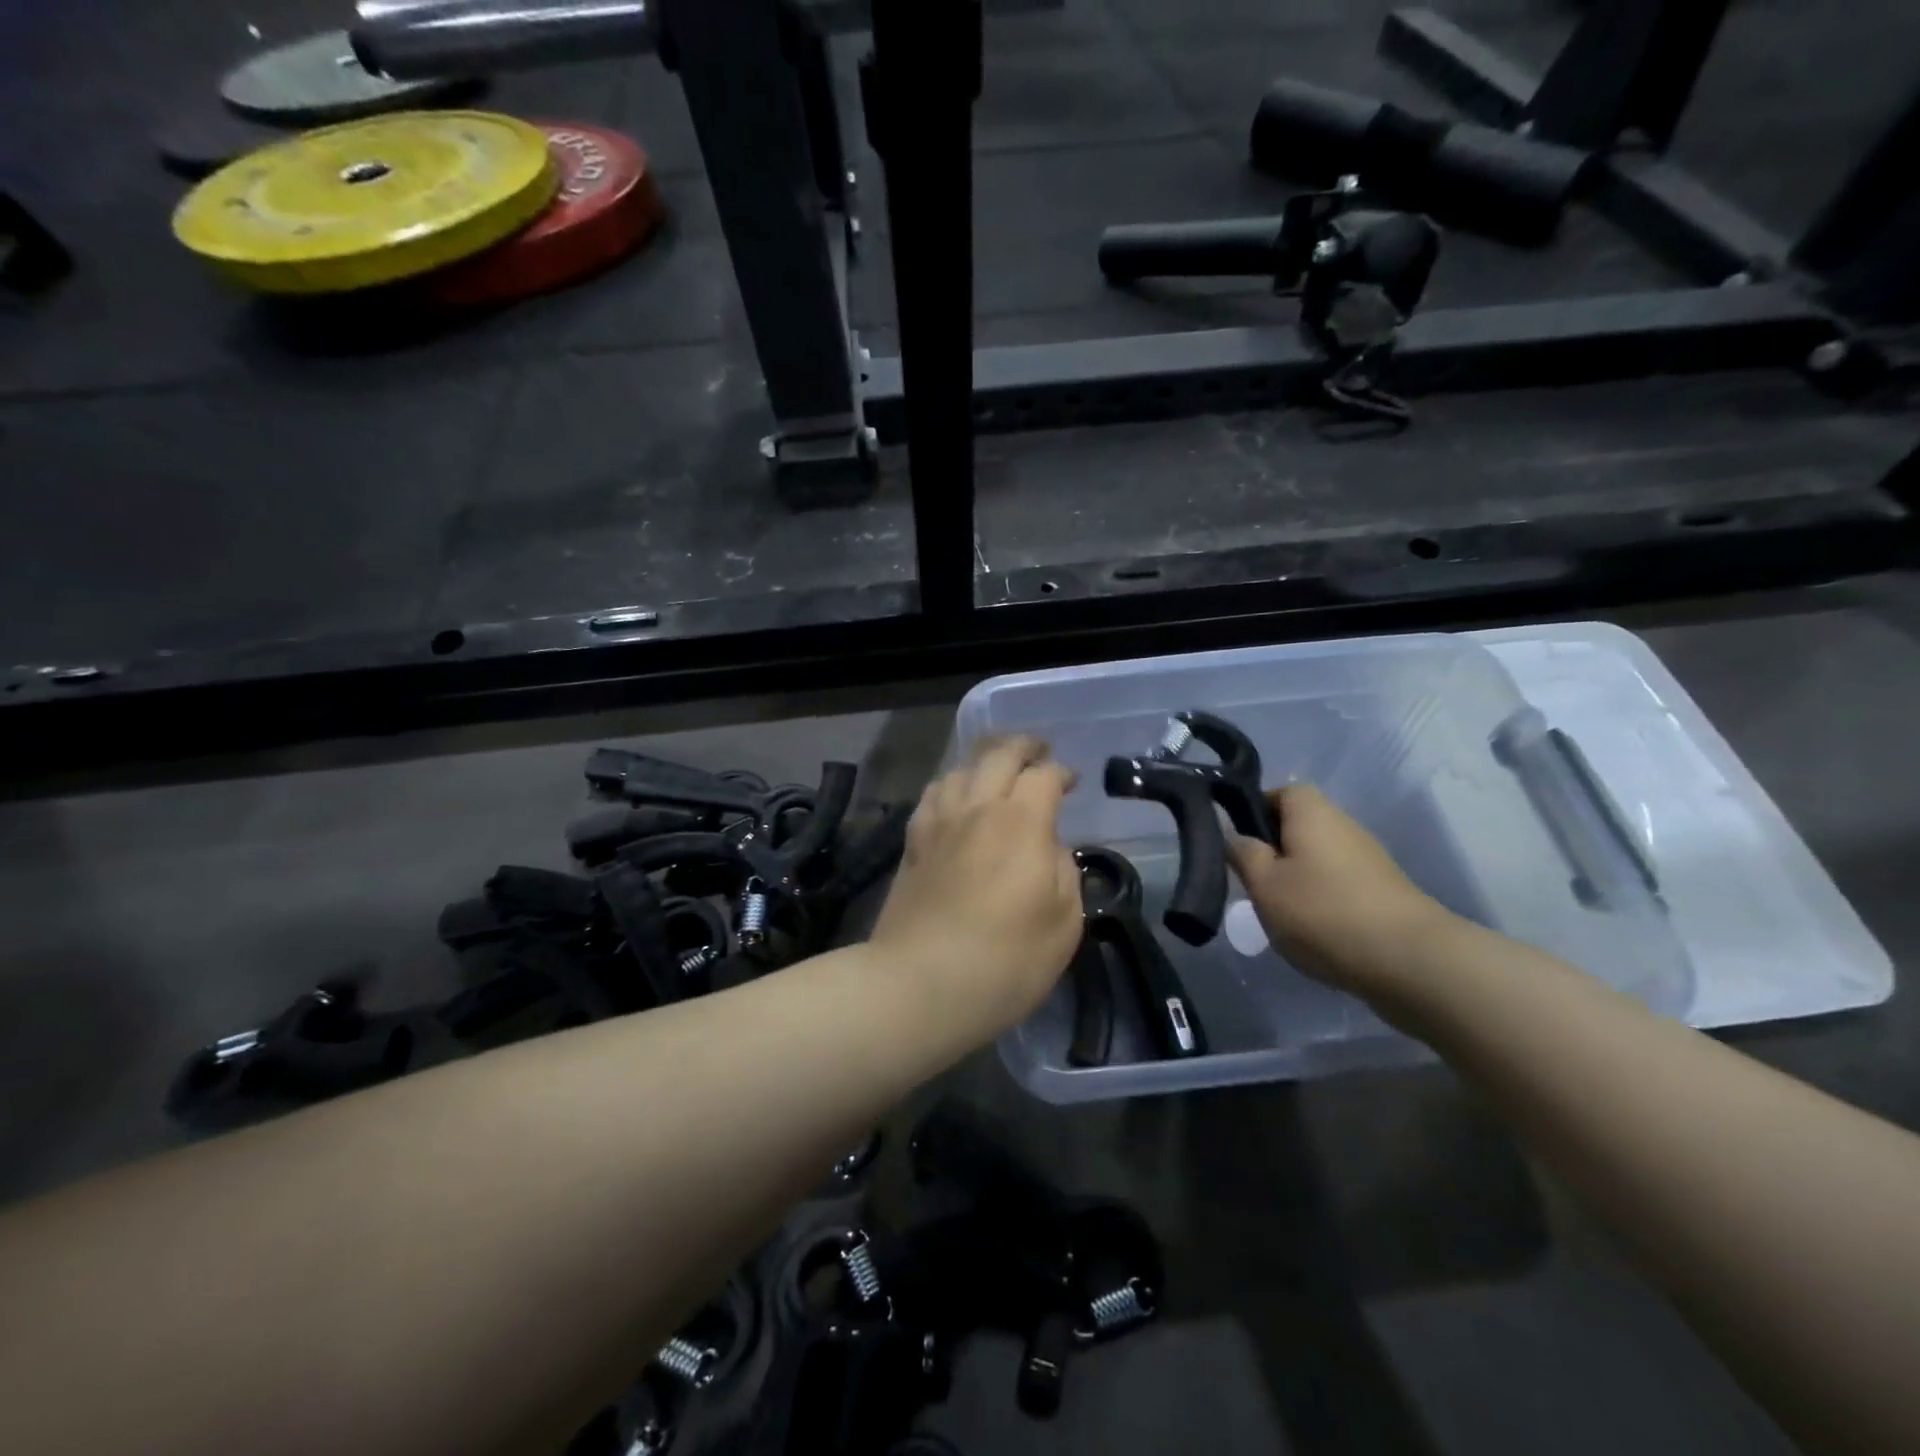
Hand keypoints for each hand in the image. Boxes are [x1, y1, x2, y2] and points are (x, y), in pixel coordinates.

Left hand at [869, 737, 1083, 1038]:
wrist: (920, 984)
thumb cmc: (1005, 962)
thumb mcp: (1064, 923)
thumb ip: (1063, 872)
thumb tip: (1049, 846)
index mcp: (1021, 823)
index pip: (1043, 776)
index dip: (1061, 772)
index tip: (1071, 783)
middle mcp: (977, 809)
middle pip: (998, 754)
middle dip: (1024, 746)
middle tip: (1039, 750)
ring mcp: (939, 823)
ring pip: (961, 768)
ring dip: (985, 760)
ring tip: (998, 768)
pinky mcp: (912, 842)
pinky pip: (933, 794)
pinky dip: (951, 783)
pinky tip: (955, 795)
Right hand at [1226, 784, 1454, 998]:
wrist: (1412, 961)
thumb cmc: (1323, 912)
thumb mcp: (1264, 885)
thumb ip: (1243, 854)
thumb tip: (1234, 835)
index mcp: (1312, 813)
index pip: (1281, 792)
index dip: (1256, 811)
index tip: (1239, 843)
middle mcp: (1344, 826)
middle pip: (1301, 827)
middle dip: (1275, 852)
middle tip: (1254, 884)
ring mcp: (1370, 860)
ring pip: (1320, 859)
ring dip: (1299, 880)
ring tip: (1282, 915)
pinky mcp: (1386, 893)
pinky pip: (1341, 885)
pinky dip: (1324, 901)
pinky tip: (1316, 933)